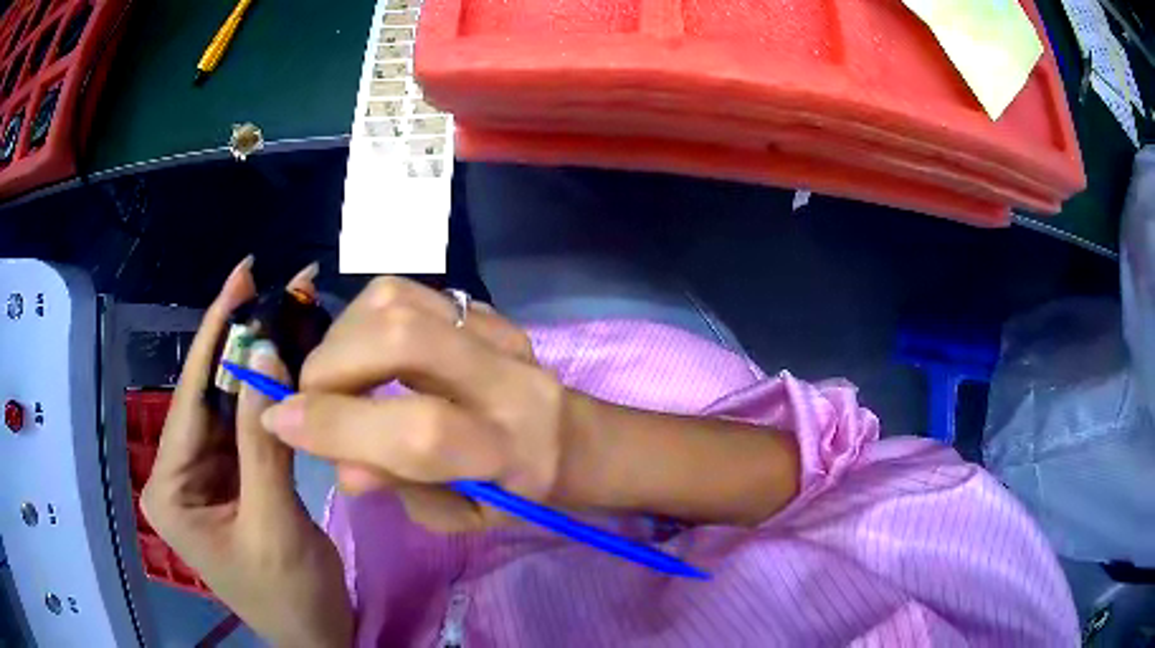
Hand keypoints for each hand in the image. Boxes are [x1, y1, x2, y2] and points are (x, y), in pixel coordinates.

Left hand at [141, 258, 351, 647]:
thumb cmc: (289, 596)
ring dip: (259, 365)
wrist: (316, 636)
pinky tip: (289, 364)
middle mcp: (179, 473)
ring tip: (289, 314)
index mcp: (170, 489)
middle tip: (274, 286)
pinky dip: (269, 397)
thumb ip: (262, 443)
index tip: (242, 276)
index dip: (215, 335)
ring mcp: (205, 475)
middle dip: (241, 342)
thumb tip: (265, 354)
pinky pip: (247, 427)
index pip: (189, 400)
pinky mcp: (230, 478)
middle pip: (208, 396)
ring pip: (229, 406)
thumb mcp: (274, 525)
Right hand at [260, 277, 584, 532]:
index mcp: (512, 451)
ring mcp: (499, 331)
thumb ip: (400, 488)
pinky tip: (366, 351)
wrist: (572, 438)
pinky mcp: (485, 308)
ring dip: (344, 335)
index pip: (419, 431)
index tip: (280, 422)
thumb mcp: (462, 515)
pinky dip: (365, 319)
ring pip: (398, 299)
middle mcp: (509, 379)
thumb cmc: (517, 492)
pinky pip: (407, 292)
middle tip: (311, 398)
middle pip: (403, 337)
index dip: (337, 425)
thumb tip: (339, 463)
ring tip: (339, 375)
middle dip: (331, 367)